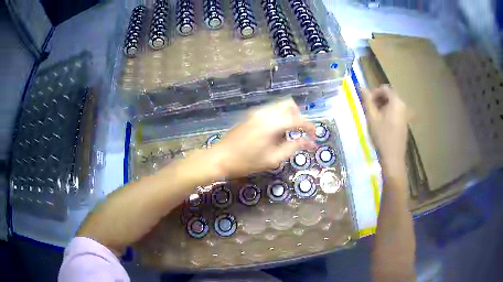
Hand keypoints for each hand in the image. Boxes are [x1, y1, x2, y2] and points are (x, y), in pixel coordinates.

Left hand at [210, 98, 316, 177]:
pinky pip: (270, 111)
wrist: (219, 158)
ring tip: (287, 135)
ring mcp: (256, 112)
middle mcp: (265, 112)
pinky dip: (278, 117)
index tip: (315, 136)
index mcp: (272, 123)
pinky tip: (275, 133)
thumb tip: (309, 142)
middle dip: (299, 116)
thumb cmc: (246, 162)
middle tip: (300, 133)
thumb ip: (292, 147)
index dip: (309, 127)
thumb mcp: (272, 159)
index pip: (297, 119)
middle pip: (289, 104)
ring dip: (288, 116)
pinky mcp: (250, 115)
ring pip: (279, 106)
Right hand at [362, 85, 408, 172]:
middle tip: (368, 108)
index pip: (384, 88)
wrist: (393, 157)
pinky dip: (387, 112)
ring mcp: (405, 114)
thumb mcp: (372, 117)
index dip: (374, 92)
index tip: (366, 101)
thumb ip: (367, 100)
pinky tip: (381, 123)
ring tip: (374, 116)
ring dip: (382, 106)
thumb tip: (361, 87)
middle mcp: (403, 105)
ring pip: (392, 104)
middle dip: (378, 99)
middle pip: (389, 95)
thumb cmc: (382, 136)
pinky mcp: (404, 122)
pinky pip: (395, 111)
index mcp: (396, 101)